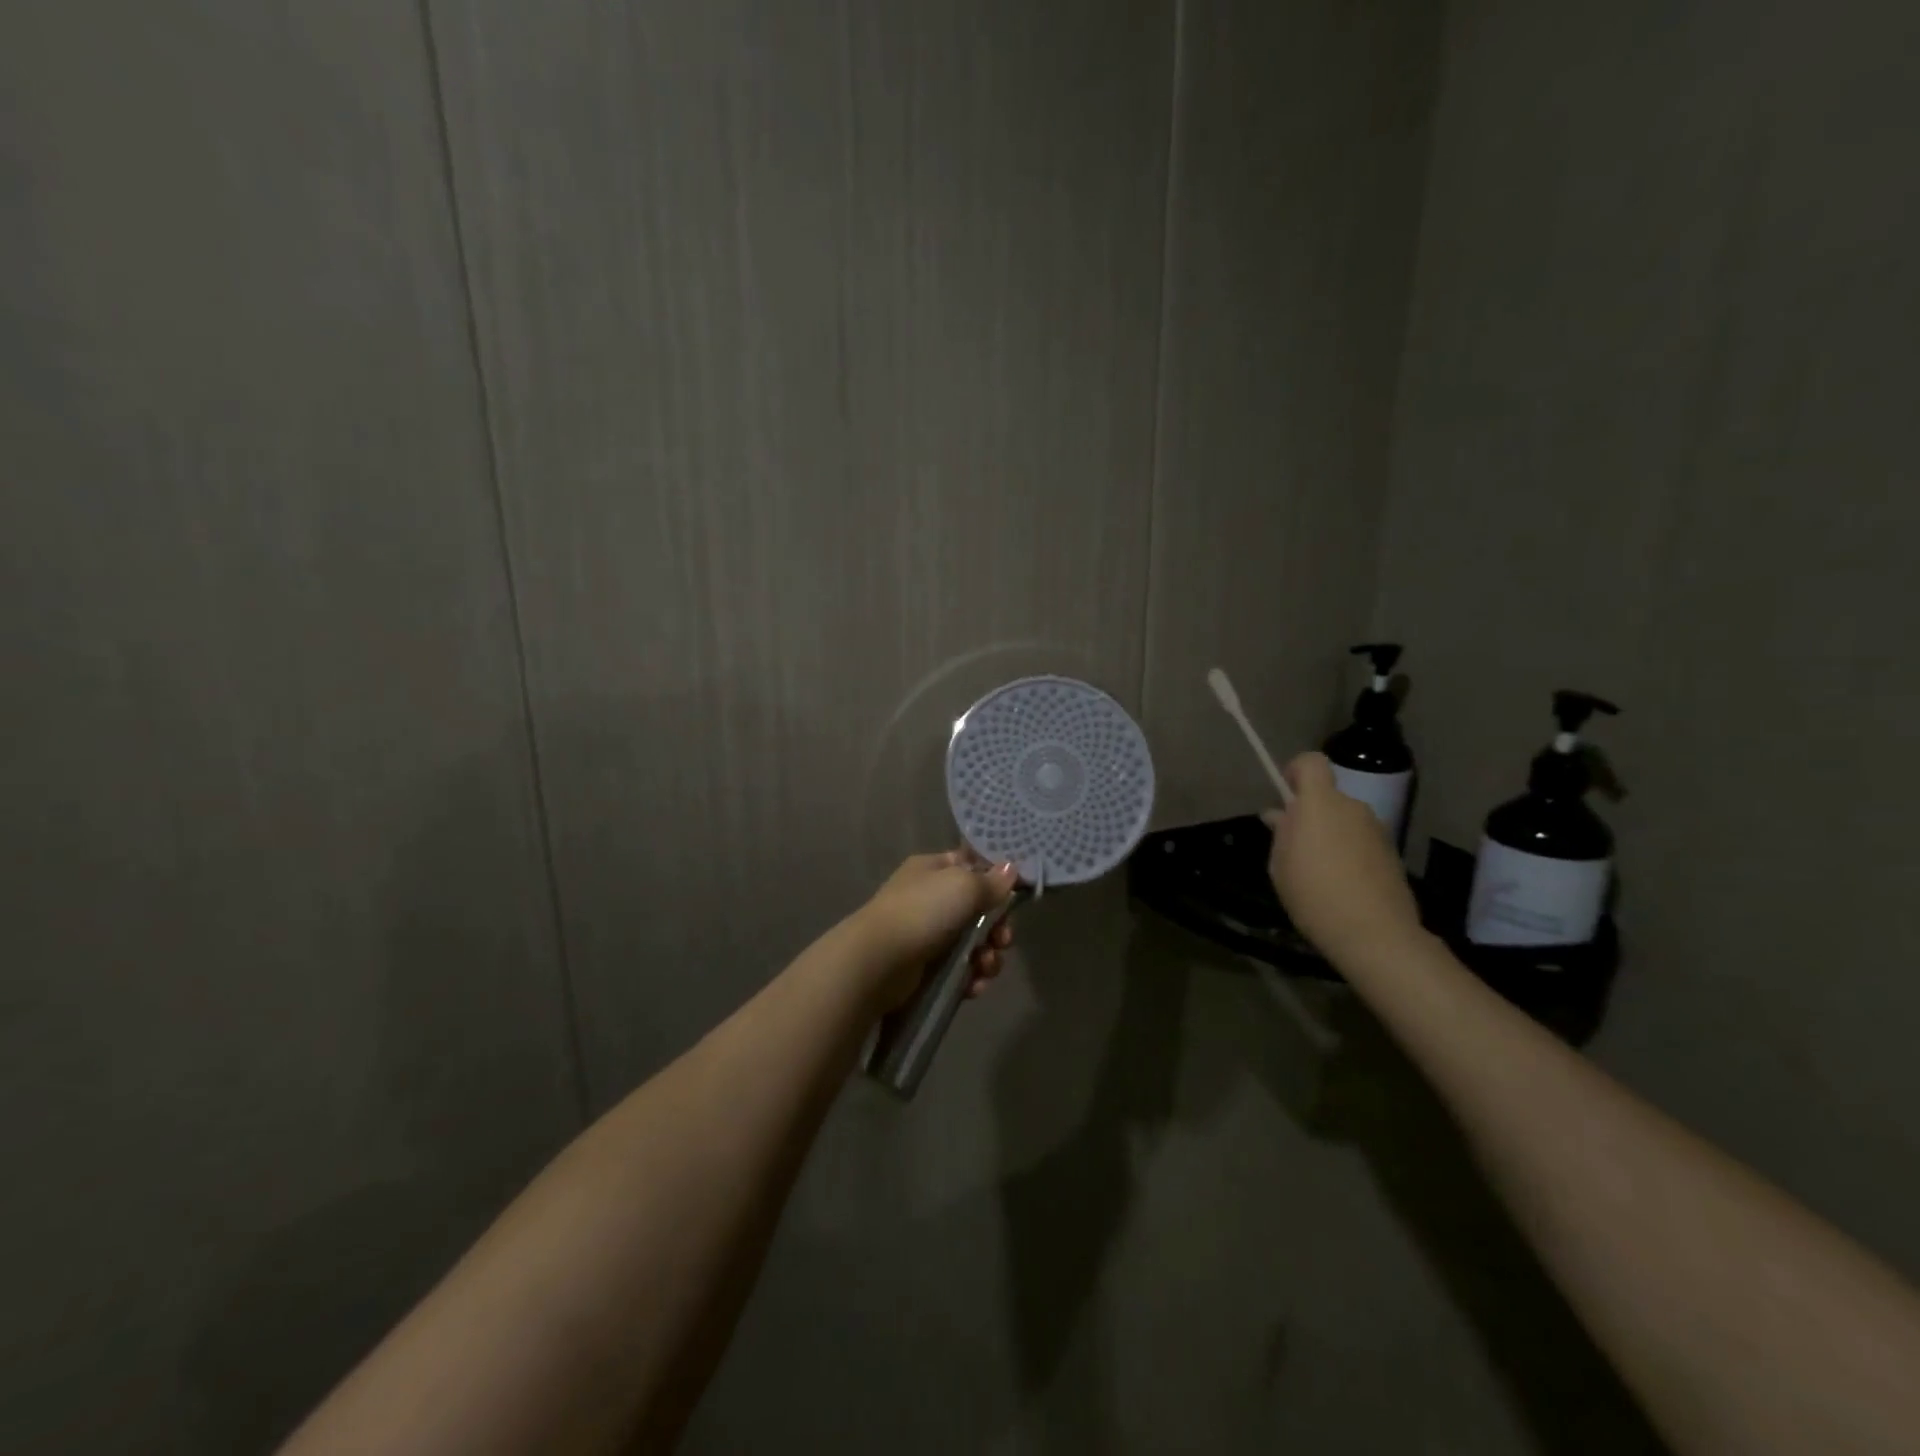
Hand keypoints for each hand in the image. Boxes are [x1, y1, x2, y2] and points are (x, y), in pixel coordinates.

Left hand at [857, 851, 1018, 1009]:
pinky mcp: (925, 968)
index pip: (971, 867)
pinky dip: (971, 977)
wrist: (878, 963)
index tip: (1013, 897)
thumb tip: (1011, 869)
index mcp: (933, 869)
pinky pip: (959, 970)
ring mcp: (926, 934)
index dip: (994, 882)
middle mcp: (929, 898)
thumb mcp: (963, 886)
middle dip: (997, 928)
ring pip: (972, 944)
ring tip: (985, 967)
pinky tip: (973, 985)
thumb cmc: (922, 912)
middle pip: (977, 911)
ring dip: (987, 957)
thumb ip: (991, 881)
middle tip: (1002, 940)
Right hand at [1263, 752, 1423, 963]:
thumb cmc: (1313, 893)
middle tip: (1293, 844)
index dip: (1296, 770)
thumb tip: (1280, 815)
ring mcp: (1376, 830)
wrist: (1374, 933)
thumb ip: (1282, 833)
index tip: (1285, 794)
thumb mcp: (1280, 864)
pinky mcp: (1391, 853)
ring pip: (1345, 819)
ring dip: (1329, 833)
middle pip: (1328, 796)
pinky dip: (1348, 851)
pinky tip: (1340, 883)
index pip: (1312, 762)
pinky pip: (1360, 840)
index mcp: (1320, 803)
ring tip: (1316, 869)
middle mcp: (1352, 808)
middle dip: (1310, 812)